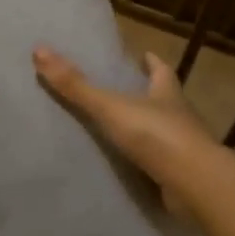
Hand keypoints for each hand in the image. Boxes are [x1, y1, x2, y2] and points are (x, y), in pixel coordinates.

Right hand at [34, 47, 219, 214]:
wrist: (195, 185)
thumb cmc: (156, 136)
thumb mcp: (110, 107)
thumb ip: (76, 85)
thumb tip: (39, 50)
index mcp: (166, 94)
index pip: (161, 71)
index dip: (152, 62)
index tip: (144, 55)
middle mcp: (179, 117)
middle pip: (164, 99)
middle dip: (149, 94)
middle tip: (126, 90)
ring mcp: (183, 148)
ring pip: (164, 131)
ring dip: (147, 129)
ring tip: (121, 129)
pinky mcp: (181, 176)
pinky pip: (160, 164)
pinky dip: (147, 161)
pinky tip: (130, 166)